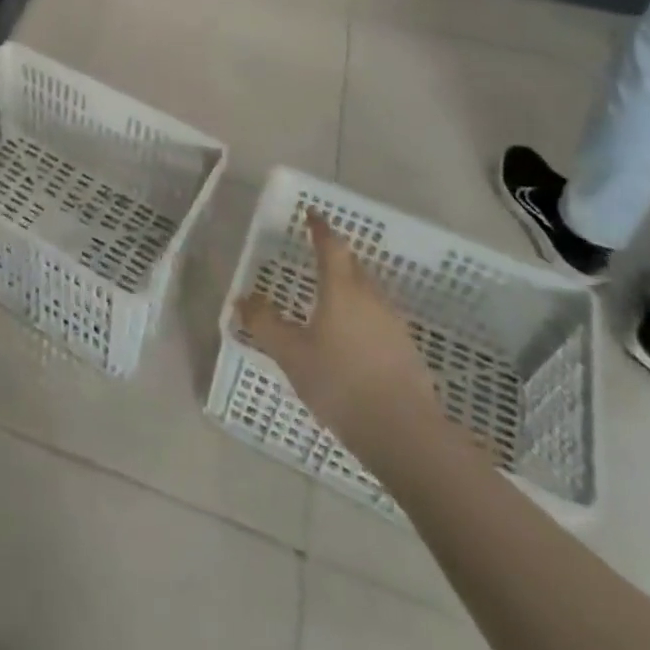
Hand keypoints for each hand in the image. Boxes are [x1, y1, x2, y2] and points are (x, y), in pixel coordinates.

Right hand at [236, 212, 442, 473]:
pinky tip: (351, 336)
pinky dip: (361, 314)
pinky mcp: (406, 351)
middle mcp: (370, 298)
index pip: (330, 245)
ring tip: (330, 295)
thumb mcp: (291, 354)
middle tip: (317, 252)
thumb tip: (243, 299)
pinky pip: (378, 318)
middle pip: (353, 265)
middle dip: (335, 255)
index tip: (311, 214)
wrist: (406, 435)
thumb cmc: (341, 383)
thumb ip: (265, 324)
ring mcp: (393, 324)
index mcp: (341, 289)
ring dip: (349, 285)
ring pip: (367, 292)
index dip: (319, 228)